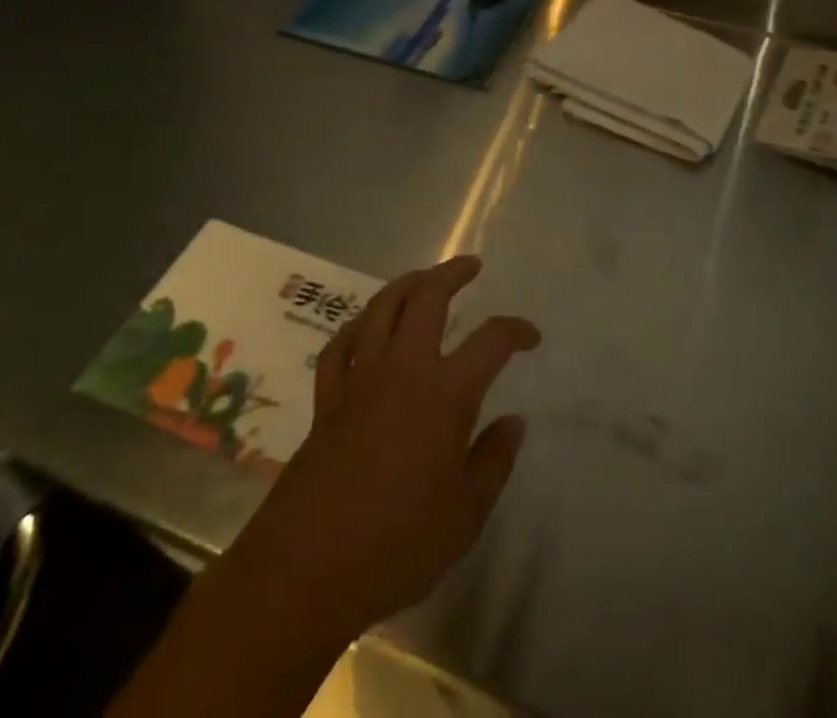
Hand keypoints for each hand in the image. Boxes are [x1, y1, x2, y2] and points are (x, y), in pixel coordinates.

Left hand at [234, 253, 541, 637]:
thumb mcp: (466, 514)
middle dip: (453, 274)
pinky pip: (342, 345)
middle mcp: (403, 369)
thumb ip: (494, 460)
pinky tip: (368, 327)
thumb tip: (513, 421)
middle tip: (471, 266)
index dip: (516, 330)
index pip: (491, 341)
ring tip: (424, 279)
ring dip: (407, 284)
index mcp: (445, 393)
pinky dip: (359, 326)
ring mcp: (360, 379)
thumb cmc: (397, 545)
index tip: (530, 336)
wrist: (305, 571)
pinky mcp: (326, 399)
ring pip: (382, 308)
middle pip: (428, 298)